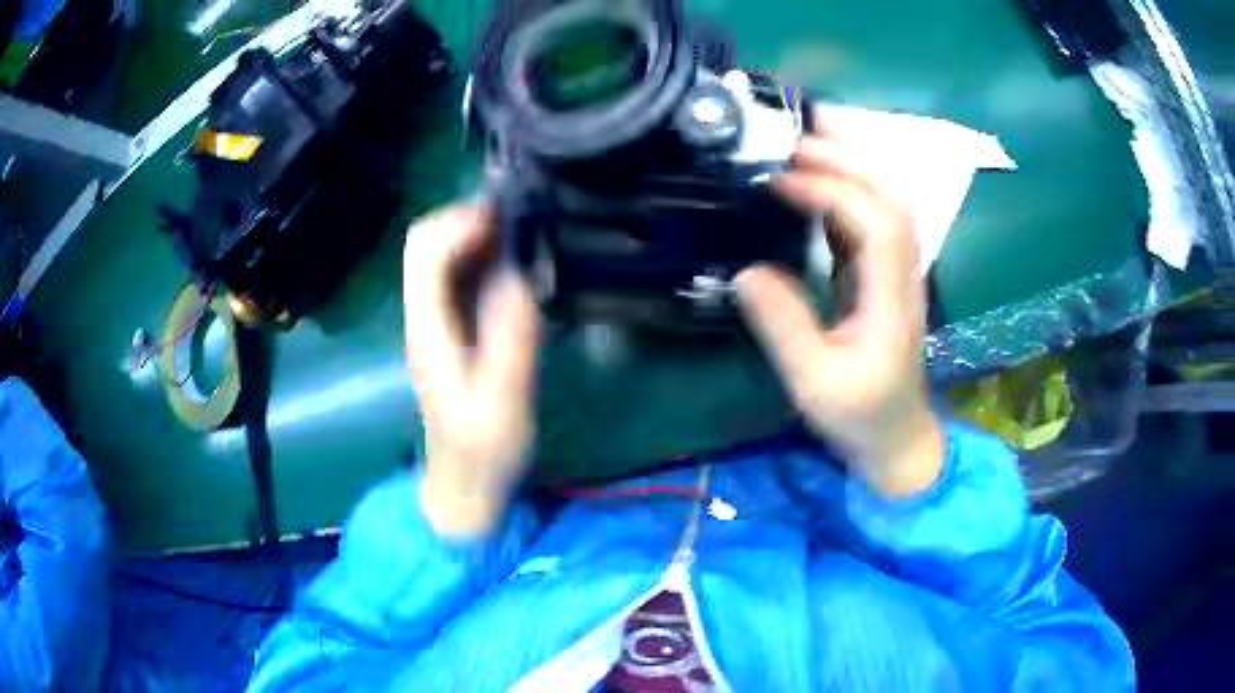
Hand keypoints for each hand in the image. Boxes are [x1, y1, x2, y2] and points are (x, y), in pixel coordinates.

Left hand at [403, 202, 539, 534]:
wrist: (466, 482)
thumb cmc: (483, 451)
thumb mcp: (503, 405)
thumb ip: (511, 342)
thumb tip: (521, 275)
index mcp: (428, 329)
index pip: (424, 253)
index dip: (460, 223)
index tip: (508, 218)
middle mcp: (427, 315)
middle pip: (427, 244)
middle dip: (469, 220)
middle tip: (522, 220)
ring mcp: (439, 320)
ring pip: (446, 255)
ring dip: (481, 235)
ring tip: (527, 233)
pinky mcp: (457, 327)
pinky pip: (465, 276)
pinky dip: (490, 258)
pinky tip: (522, 265)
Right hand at [735, 131, 944, 497]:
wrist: (896, 435)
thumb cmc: (859, 415)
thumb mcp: (815, 384)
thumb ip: (785, 328)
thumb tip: (745, 272)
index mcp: (893, 298)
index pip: (877, 223)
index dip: (833, 190)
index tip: (779, 179)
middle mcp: (905, 271)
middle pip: (891, 194)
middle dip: (845, 156)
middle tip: (788, 135)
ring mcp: (899, 268)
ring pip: (888, 196)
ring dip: (850, 160)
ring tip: (802, 137)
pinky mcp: (884, 271)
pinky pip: (871, 213)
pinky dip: (845, 184)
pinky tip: (813, 176)